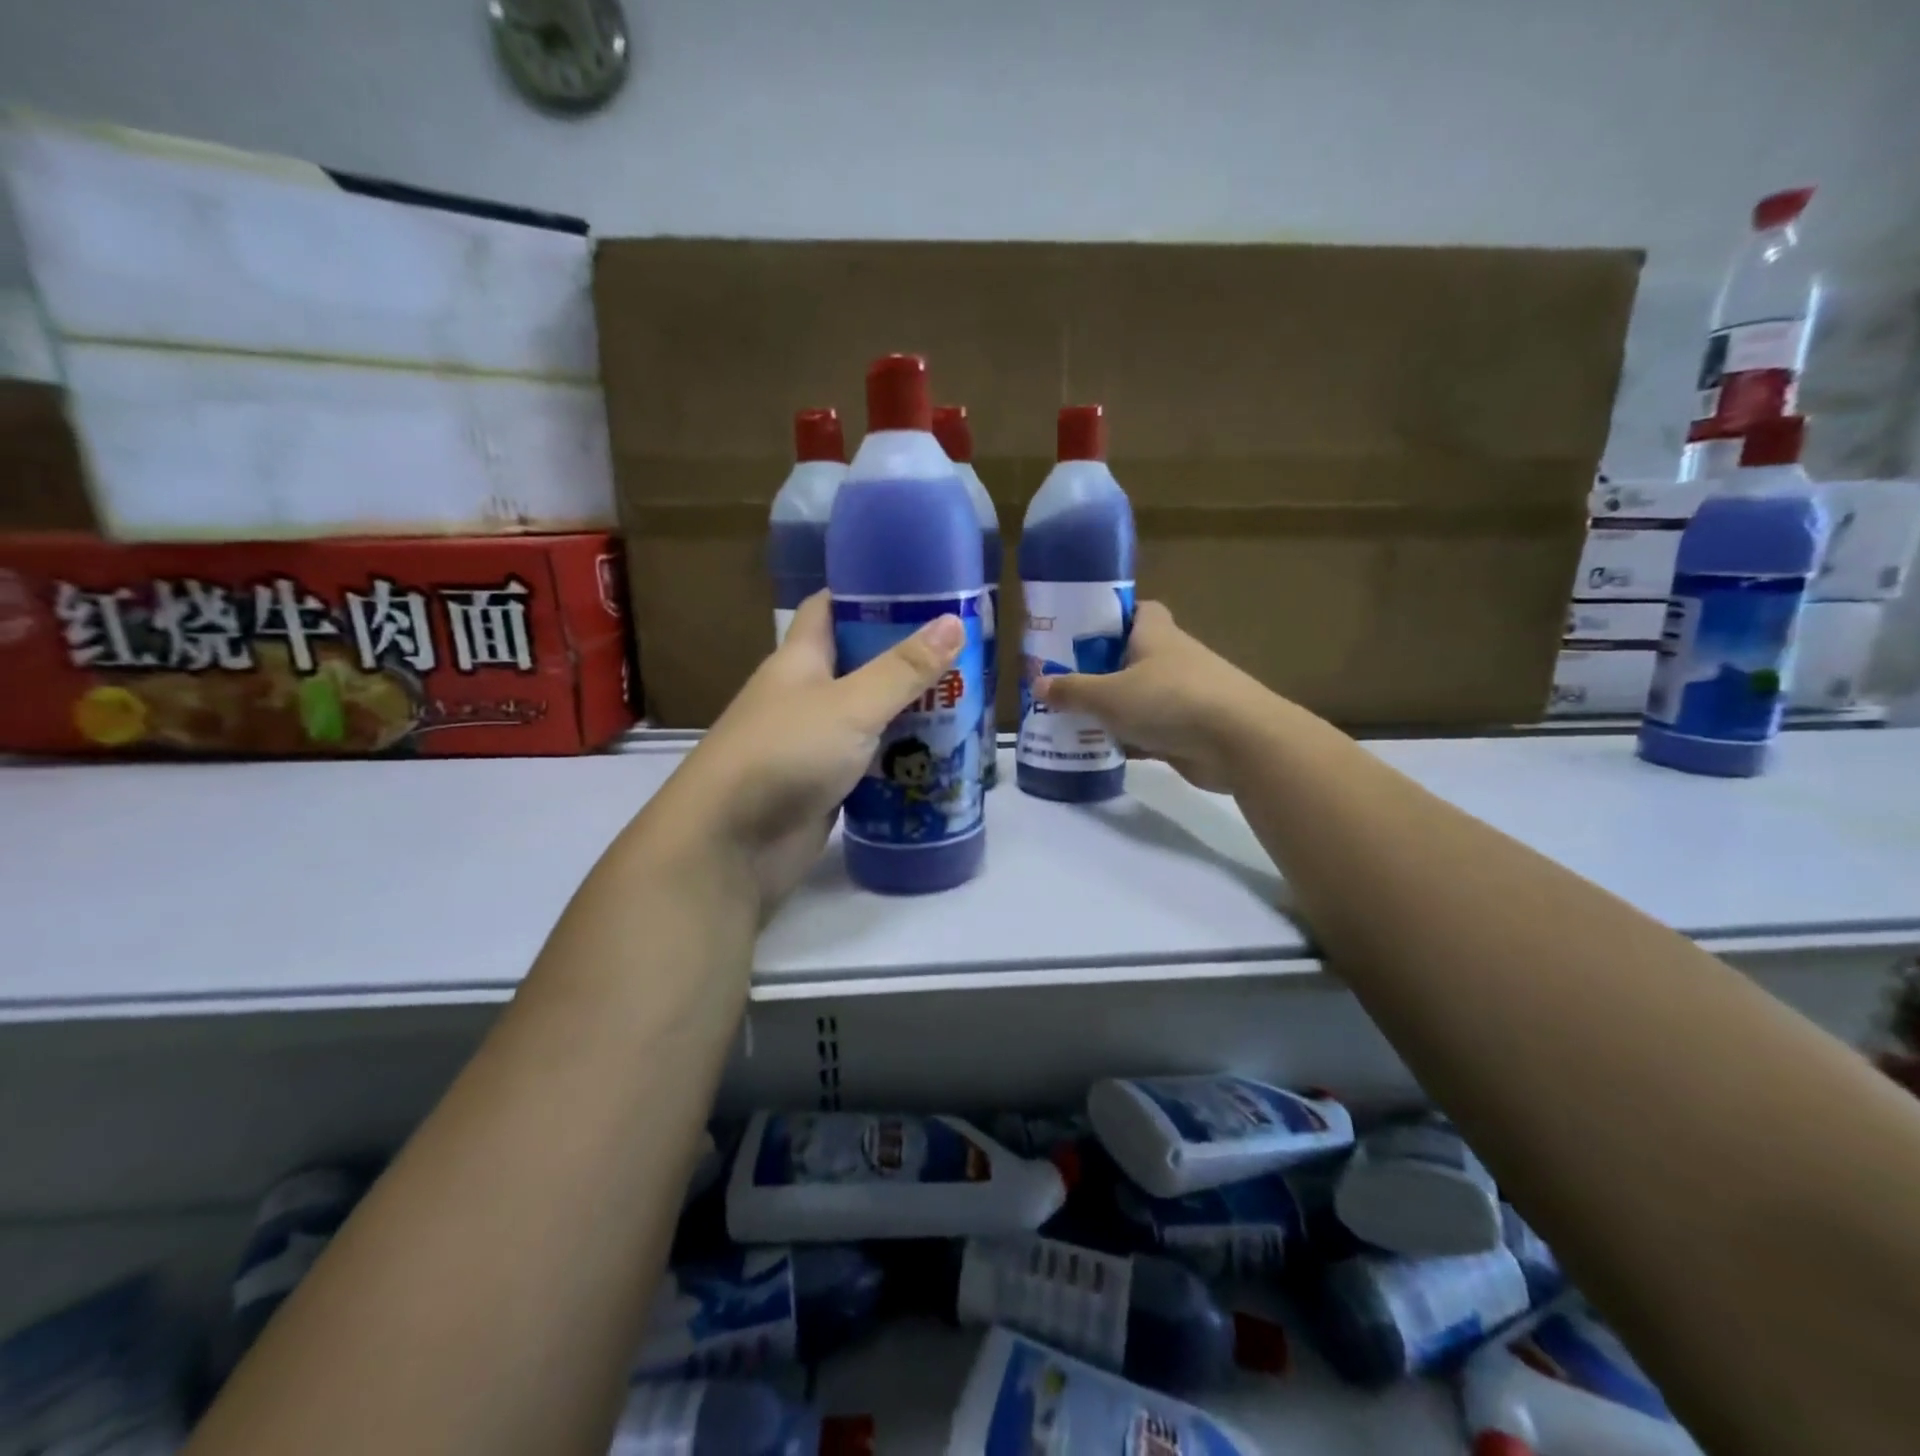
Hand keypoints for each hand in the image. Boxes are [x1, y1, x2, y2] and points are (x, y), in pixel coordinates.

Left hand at [665, 592, 964, 911]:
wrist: (731, 844)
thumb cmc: (786, 753)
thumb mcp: (851, 704)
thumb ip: (903, 668)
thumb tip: (953, 622)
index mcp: (800, 660)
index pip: (829, 608)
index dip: (867, 594)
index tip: (919, 591)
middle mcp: (805, 696)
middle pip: (859, 664)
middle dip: (905, 659)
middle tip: (963, 655)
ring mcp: (813, 743)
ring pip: (868, 717)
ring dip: (908, 713)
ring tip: (965, 704)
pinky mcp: (825, 786)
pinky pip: (869, 763)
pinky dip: (899, 760)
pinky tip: (940, 759)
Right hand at [1033, 601, 1270, 792]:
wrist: (1239, 742)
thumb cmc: (1170, 700)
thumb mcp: (1109, 695)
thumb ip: (1072, 691)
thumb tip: (1039, 683)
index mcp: (1156, 635)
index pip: (1138, 610)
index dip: (1112, 615)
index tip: (1080, 631)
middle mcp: (1172, 659)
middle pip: (1132, 656)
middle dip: (1101, 667)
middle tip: (1063, 680)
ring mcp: (1184, 695)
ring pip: (1139, 695)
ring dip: (1112, 706)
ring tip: (1071, 716)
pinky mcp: (1189, 730)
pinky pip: (1149, 729)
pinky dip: (1127, 738)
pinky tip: (1098, 749)